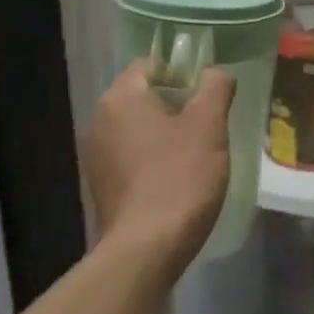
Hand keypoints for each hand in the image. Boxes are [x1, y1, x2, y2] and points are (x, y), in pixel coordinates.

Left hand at [82, 61, 235, 259]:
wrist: (146, 249)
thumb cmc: (179, 178)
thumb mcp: (209, 126)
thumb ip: (215, 88)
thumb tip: (215, 73)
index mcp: (120, 98)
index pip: (153, 65)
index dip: (185, 73)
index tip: (210, 95)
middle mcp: (100, 121)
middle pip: (146, 97)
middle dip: (179, 106)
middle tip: (211, 125)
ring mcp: (97, 156)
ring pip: (141, 130)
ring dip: (168, 135)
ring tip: (199, 155)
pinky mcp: (102, 186)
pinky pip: (134, 159)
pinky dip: (155, 161)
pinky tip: (178, 181)